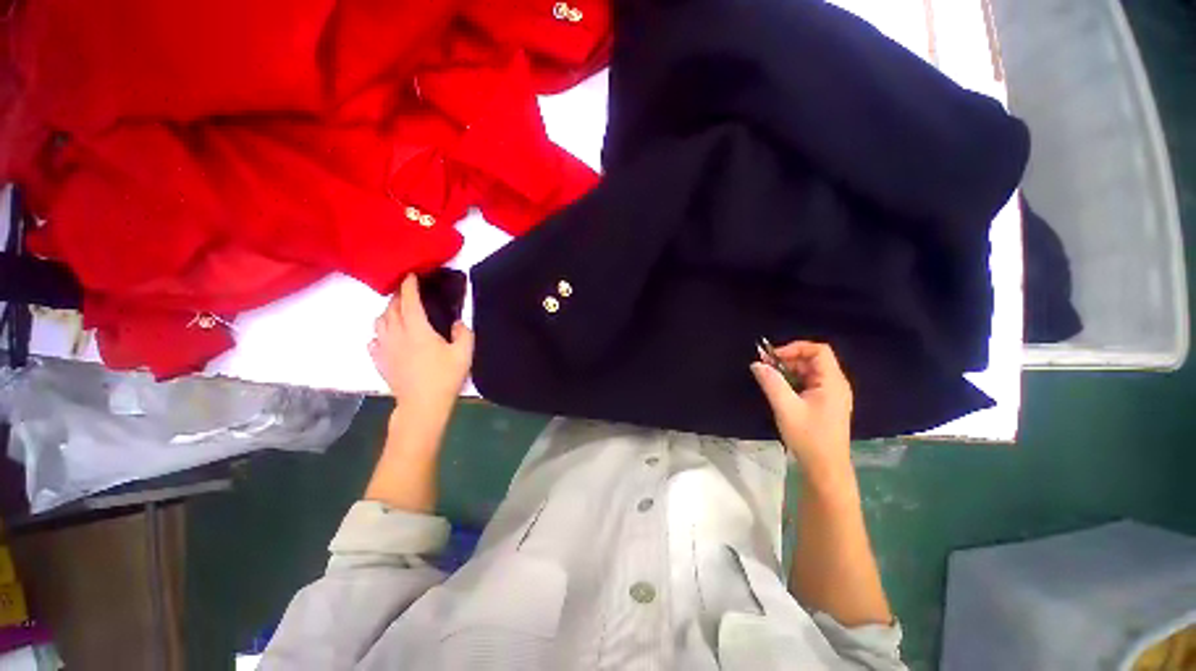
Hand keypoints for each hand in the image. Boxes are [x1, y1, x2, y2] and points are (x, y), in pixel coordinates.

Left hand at [369, 274, 473, 408]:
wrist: (422, 405)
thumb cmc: (445, 377)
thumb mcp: (464, 354)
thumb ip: (463, 333)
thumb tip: (456, 324)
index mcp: (417, 329)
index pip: (409, 301)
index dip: (409, 286)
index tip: (411, 276)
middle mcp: (396, 334)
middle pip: (391, 308)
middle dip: (399, 297)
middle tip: (408, 294)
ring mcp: (385, 348)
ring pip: (379, 322)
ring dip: (387, 313)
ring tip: (398, 313)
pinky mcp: (380, 361)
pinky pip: (374, 341)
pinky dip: (380, 334)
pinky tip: (388, 338)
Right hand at [751, 341, 853, 481]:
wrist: (825, 468)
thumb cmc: (808, 437)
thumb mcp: (786, 408)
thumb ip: (771, 383)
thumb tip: (756, 364)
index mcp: (832, 382)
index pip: (819, 350)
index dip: (795, 348)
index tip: (773, 357)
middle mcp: (836, 384)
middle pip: (814, 359)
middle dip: (789, 359)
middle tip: (766, 367)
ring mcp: (833, 394)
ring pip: (811, 371)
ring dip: (789, 370)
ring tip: (769, 378)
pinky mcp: (827, 404)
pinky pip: (810, 383)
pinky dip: (794, 381)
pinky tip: (780, 390)